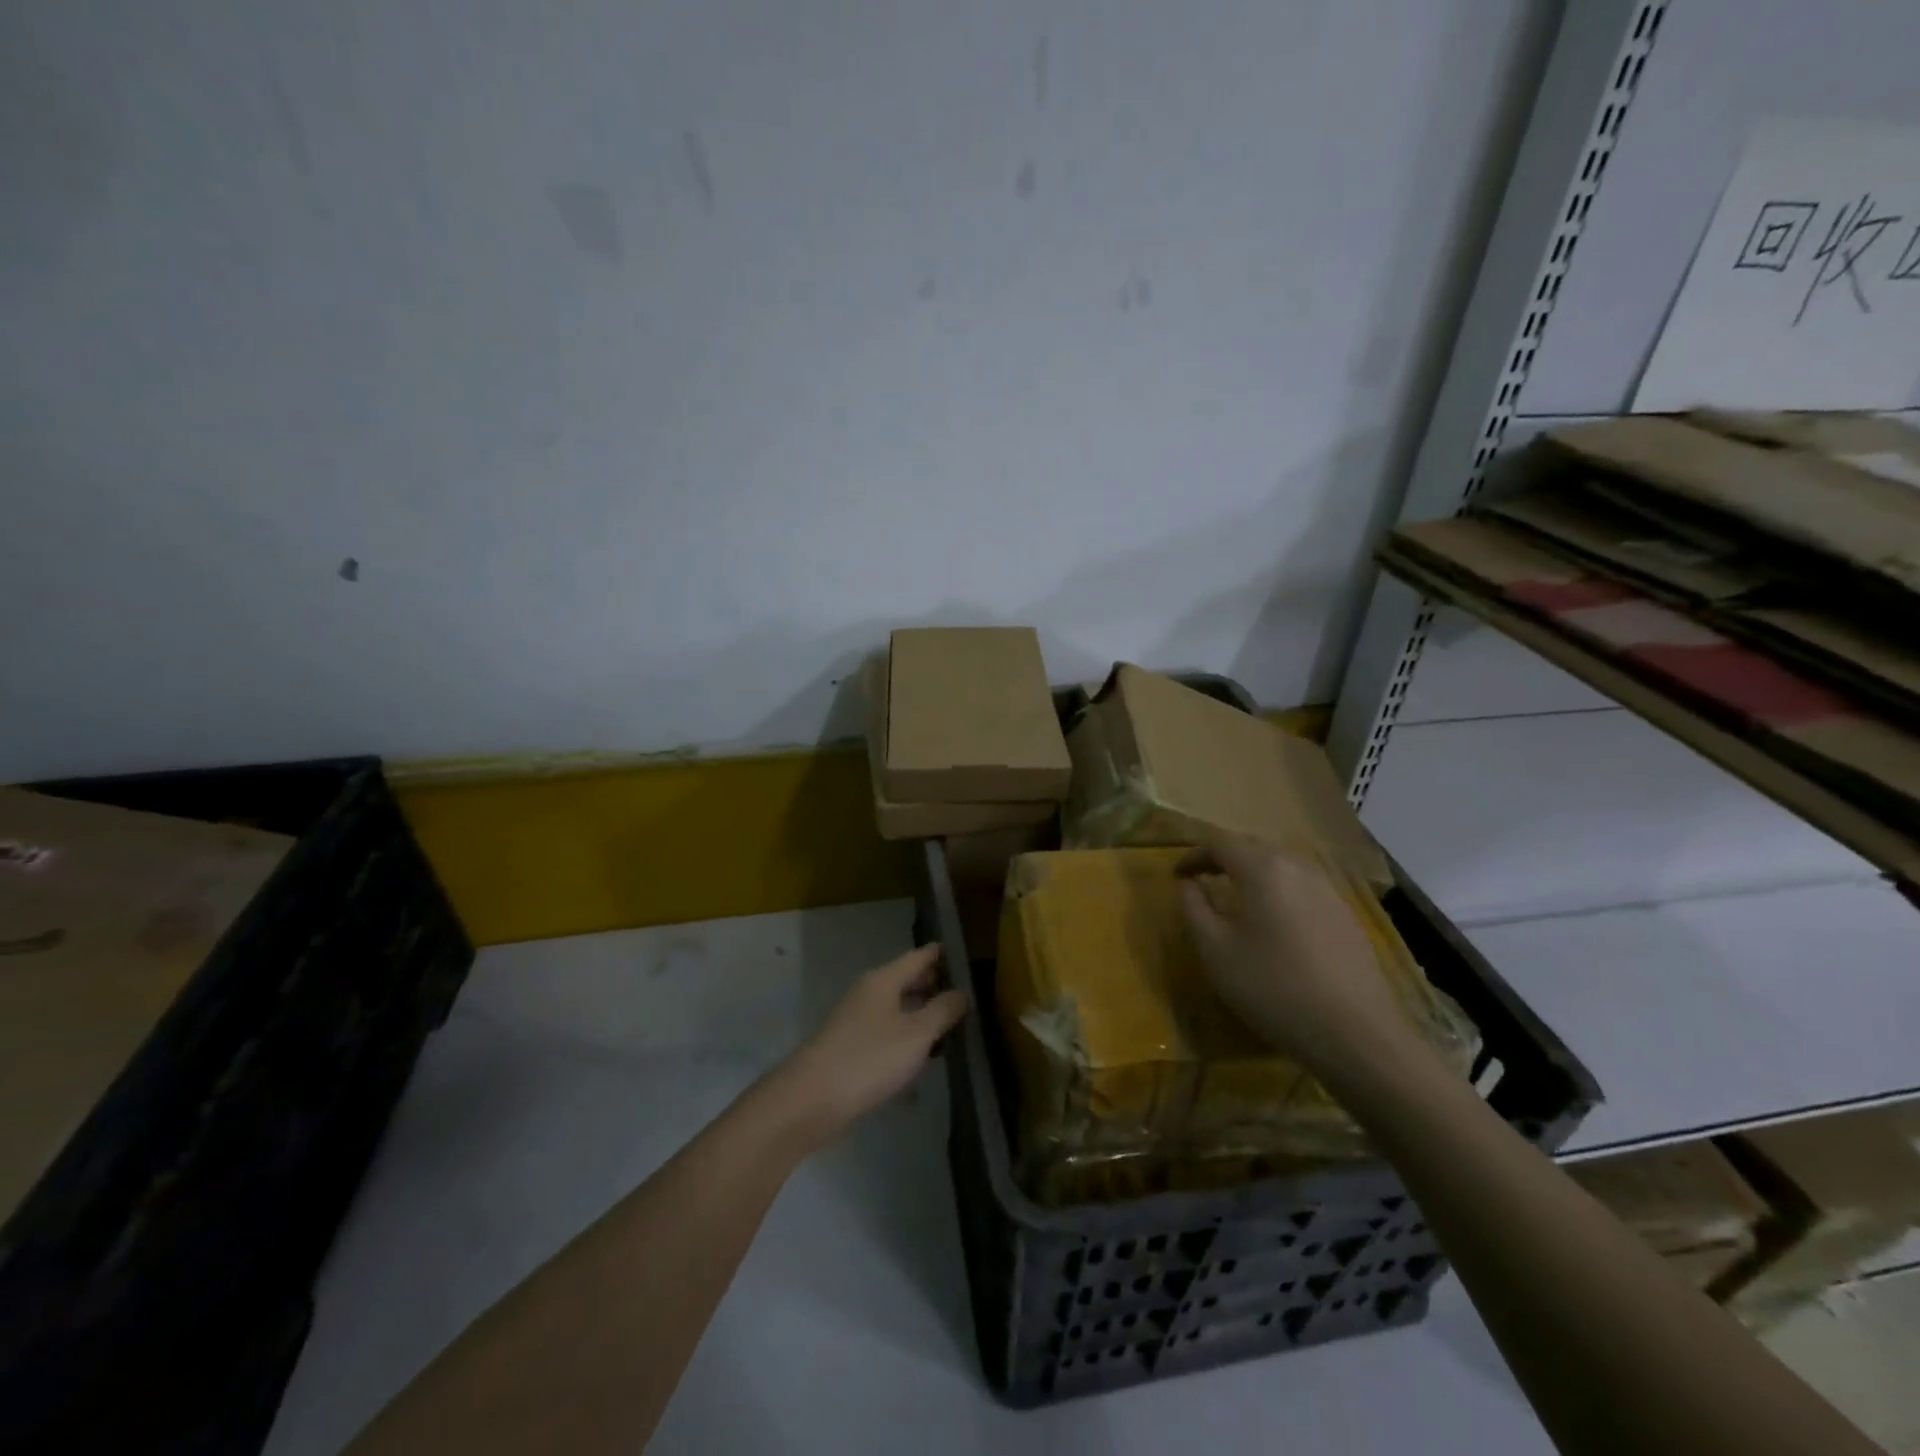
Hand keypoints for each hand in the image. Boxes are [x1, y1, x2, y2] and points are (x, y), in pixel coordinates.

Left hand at [772, 944, 967, 1148]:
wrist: (810, 1100)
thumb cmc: (869, 1059)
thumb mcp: (916, 1034)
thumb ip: (943, 1011)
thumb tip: (962, 992)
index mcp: (884, 980)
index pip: (919, 956)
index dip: (942, 954)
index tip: (966, 954)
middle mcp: (869, 992)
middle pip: (907, 980)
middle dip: (935, 984)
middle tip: (968, 993)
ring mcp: (857, 1020)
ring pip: (898, 1007)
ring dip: (923, 1013)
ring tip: (954, 1024)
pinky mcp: (852, 1046)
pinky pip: (888, 1030)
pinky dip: (908, 1034)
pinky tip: (924, 1054)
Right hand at [1177, 834, 1415, 1082]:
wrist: (1356, 1033)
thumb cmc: (1273, 987)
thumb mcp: (1215, 951)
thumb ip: (1194, 909)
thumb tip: (1187, 885)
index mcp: (1262, 868)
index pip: (1219, 843)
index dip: (1193, 855)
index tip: (1177, 876)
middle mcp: (1297, 867)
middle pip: (1253, 846)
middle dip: (1223, 858)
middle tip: (1202, 879)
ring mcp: (1328, 889)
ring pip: (1281, 865)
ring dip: (1253, 872)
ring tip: (1236, 898)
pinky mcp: (1346, 914)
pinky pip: (1303, 886)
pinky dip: (1279, 890)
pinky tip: (1275, 922)